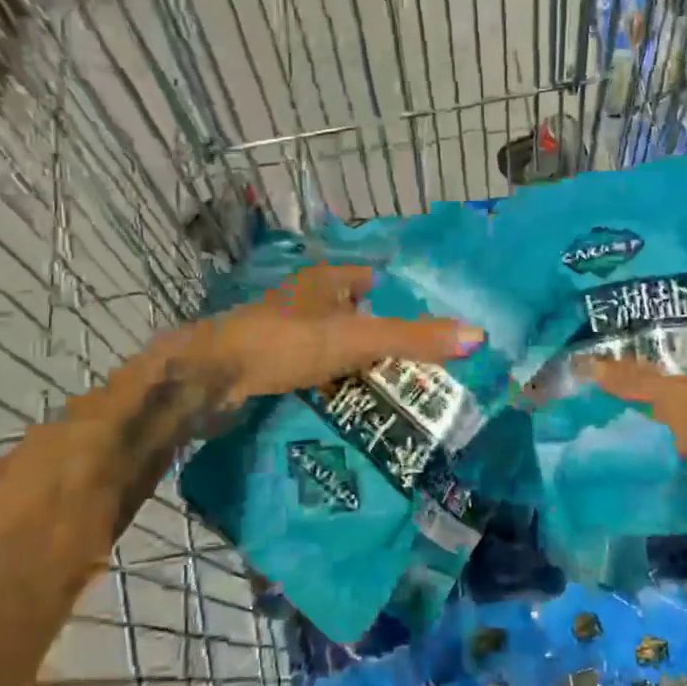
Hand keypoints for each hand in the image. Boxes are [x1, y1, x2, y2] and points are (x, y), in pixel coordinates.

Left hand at [167, 263, 481, 404]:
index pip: (375, 281)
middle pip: (356, 314)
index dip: (403, 300)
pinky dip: (332, 384)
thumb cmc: (285, 343)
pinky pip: (313, 370)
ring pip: (334, 344)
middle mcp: (305, 299)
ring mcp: (283, 331)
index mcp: (326, 280)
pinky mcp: (268, 362)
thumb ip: (414, 338)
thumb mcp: (357, 338)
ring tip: (395, 392)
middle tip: (420, 368)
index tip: (431, 328)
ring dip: (358, 364)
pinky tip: (351, 406)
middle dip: (383, 337)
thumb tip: (478, 335)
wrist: (208, 379)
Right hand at [587, 307, 686, 571]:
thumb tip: (591, 364)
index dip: (671, 315)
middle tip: (611, 352)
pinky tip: (640, 423)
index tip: (630, 317)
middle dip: (658, 356)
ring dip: (663, 392)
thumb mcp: (679, 401)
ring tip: (616, 385)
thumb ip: (637, 380)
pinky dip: (674, 424)